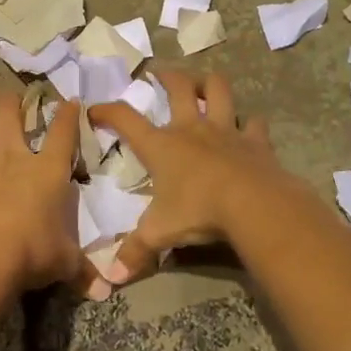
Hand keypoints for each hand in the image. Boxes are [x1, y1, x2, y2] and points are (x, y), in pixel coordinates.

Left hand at [0, 86, 107, 299]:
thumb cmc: (32, 254)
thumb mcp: (65, 263)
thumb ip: (83, 270)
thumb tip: (106, 290)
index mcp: (47, 170)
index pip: (63, 131)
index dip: (68, 114)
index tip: (71, 101)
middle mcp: (12, 158)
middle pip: (8, 111)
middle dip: (10, 101)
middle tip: (13, 102)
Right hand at [88, 69, 303, 284]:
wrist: (253, 204)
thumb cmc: (198, 211)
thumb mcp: (160, 233)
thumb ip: (135, 252)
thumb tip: (110, 277)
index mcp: (162, 146)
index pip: (126, 119)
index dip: (108, 111)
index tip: (95, 109)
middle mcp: (192, 129)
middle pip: (179, 88)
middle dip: (167, 76)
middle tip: (159, 73)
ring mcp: (226, 131)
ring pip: (218, 91)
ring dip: (210, 83)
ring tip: (204, 83)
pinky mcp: (255, 141)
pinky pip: (253, 124)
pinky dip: (250, 123)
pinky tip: (248, 126)